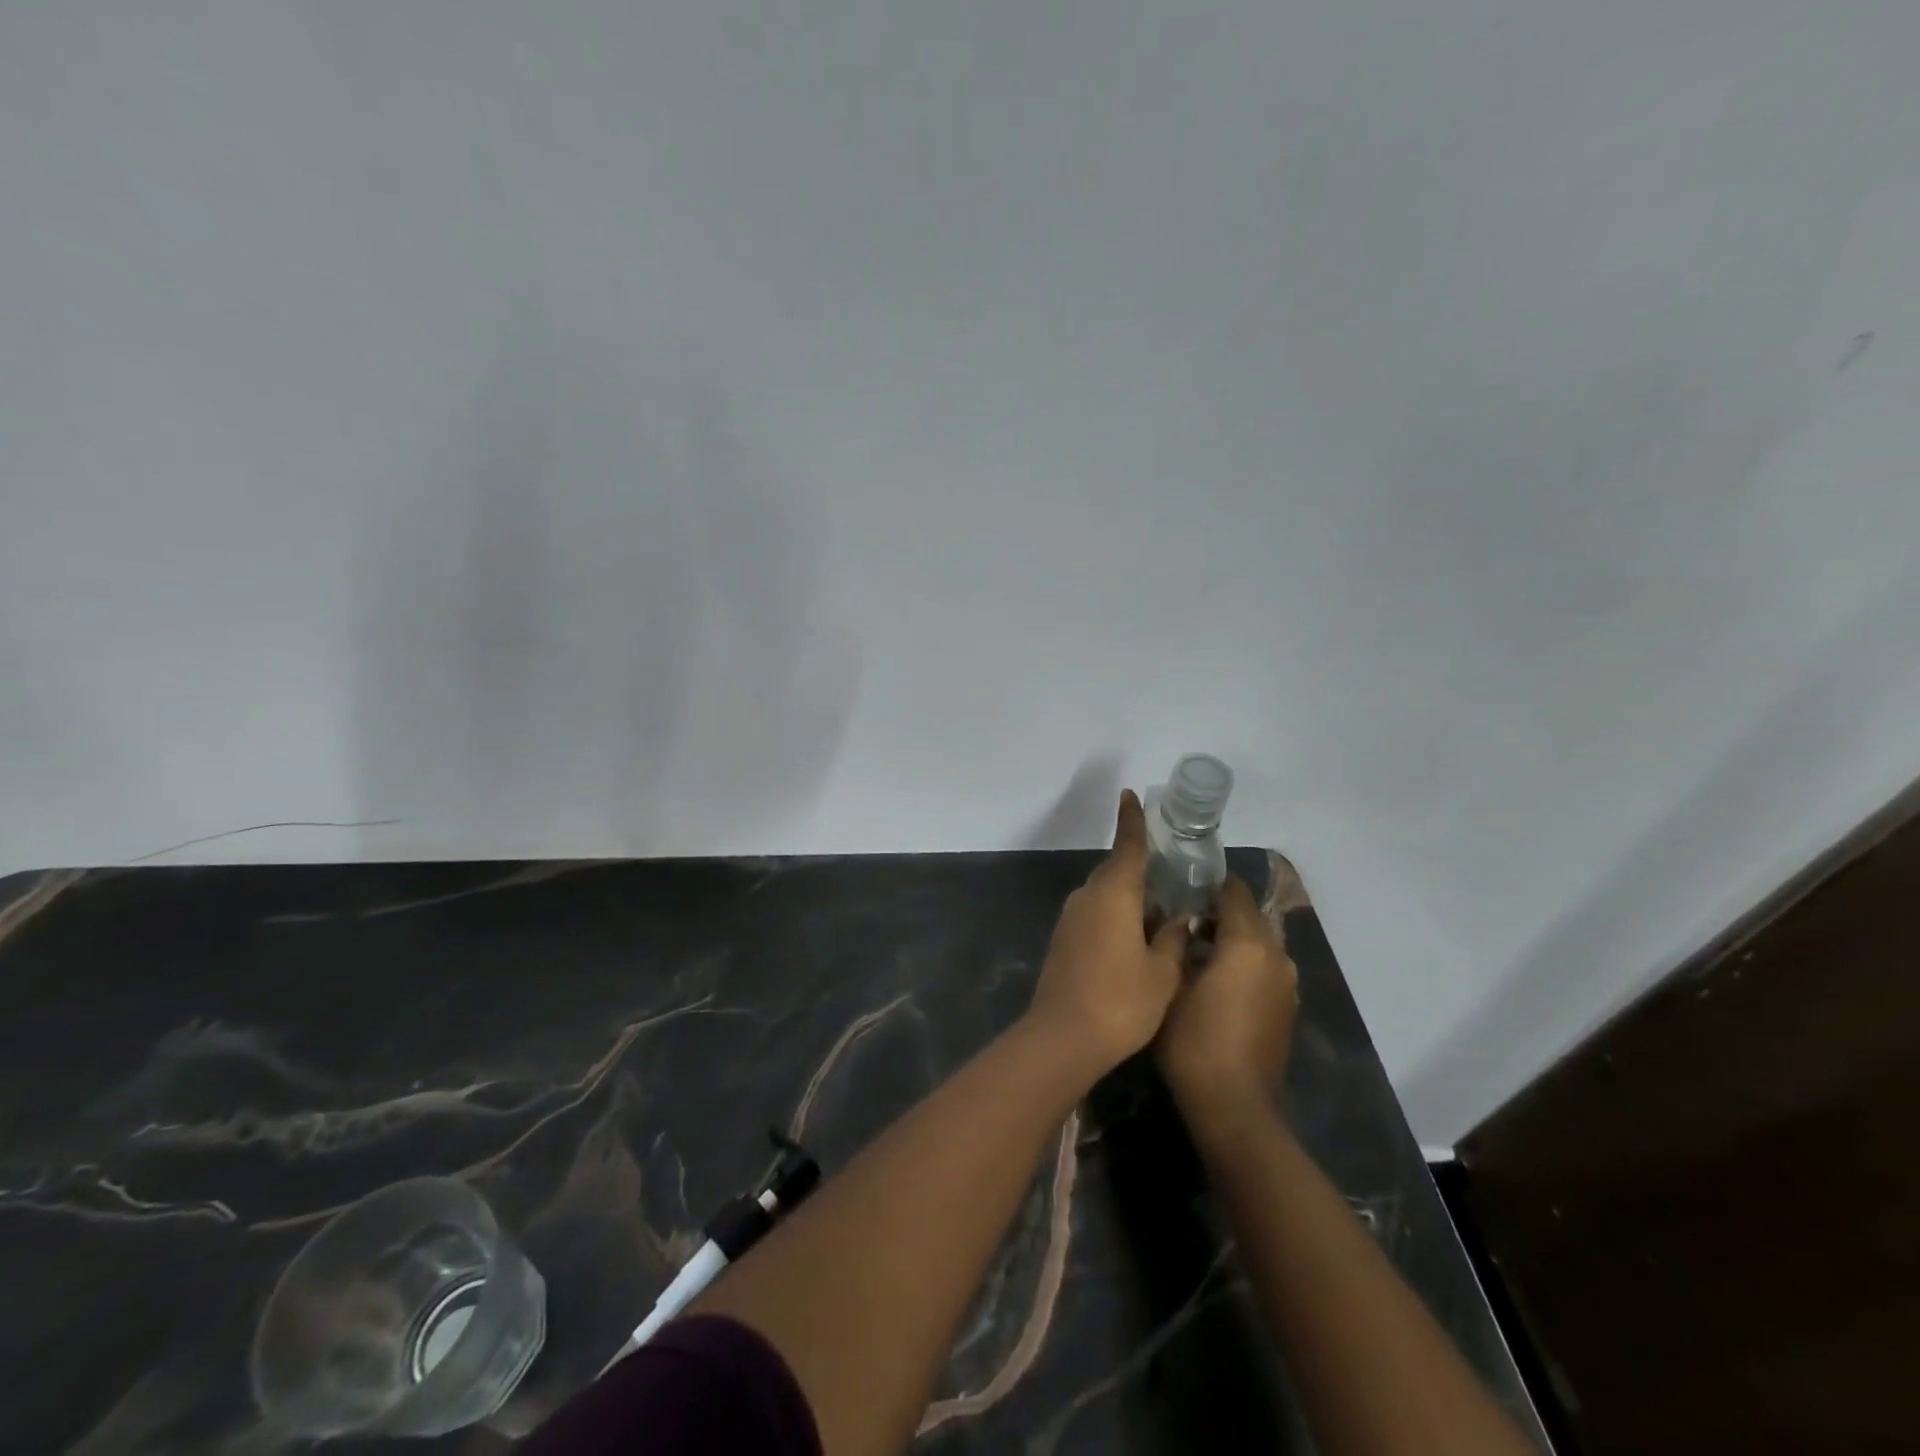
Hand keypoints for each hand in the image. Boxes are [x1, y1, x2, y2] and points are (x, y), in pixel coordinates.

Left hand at [1024, 791, 1188, 1074]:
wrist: (1063, 1036)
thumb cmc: (1122, 1000)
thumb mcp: (1163, 972)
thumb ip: (1173, 939)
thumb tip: (1176, 920)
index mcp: (1114, 892)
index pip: (1127, 846)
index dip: (1131, 821)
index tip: (1128, 795)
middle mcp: (1087, 896)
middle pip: (1117, 872)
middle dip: (1141, 873)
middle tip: (1171, 880)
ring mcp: (1071, 918)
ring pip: (1106, 896)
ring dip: (1130, 901)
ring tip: (1160, 918)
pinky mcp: (1063, 940)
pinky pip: (1095, 915)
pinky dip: (1115, 919)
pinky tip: (1134, 942)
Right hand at [1156, 875, 1298, 1123]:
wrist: (1234, 1106)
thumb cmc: (1194, 1040)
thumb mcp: (1172, 984)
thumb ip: (1179, 944)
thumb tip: (1183, 922)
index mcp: (1250, 943)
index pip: (1233, 891)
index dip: (1205, 884)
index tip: (1177, 886)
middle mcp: (1277, 956)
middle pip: (1249, 915)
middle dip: (1218, 912)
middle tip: (1179, 918)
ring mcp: (1287, 983)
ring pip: (1258, 942)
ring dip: (1231, 939)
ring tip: (1193, 948)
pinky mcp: (1287, 1007)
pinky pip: (1264, 968)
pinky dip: (1242, 963)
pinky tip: (1213, 979)